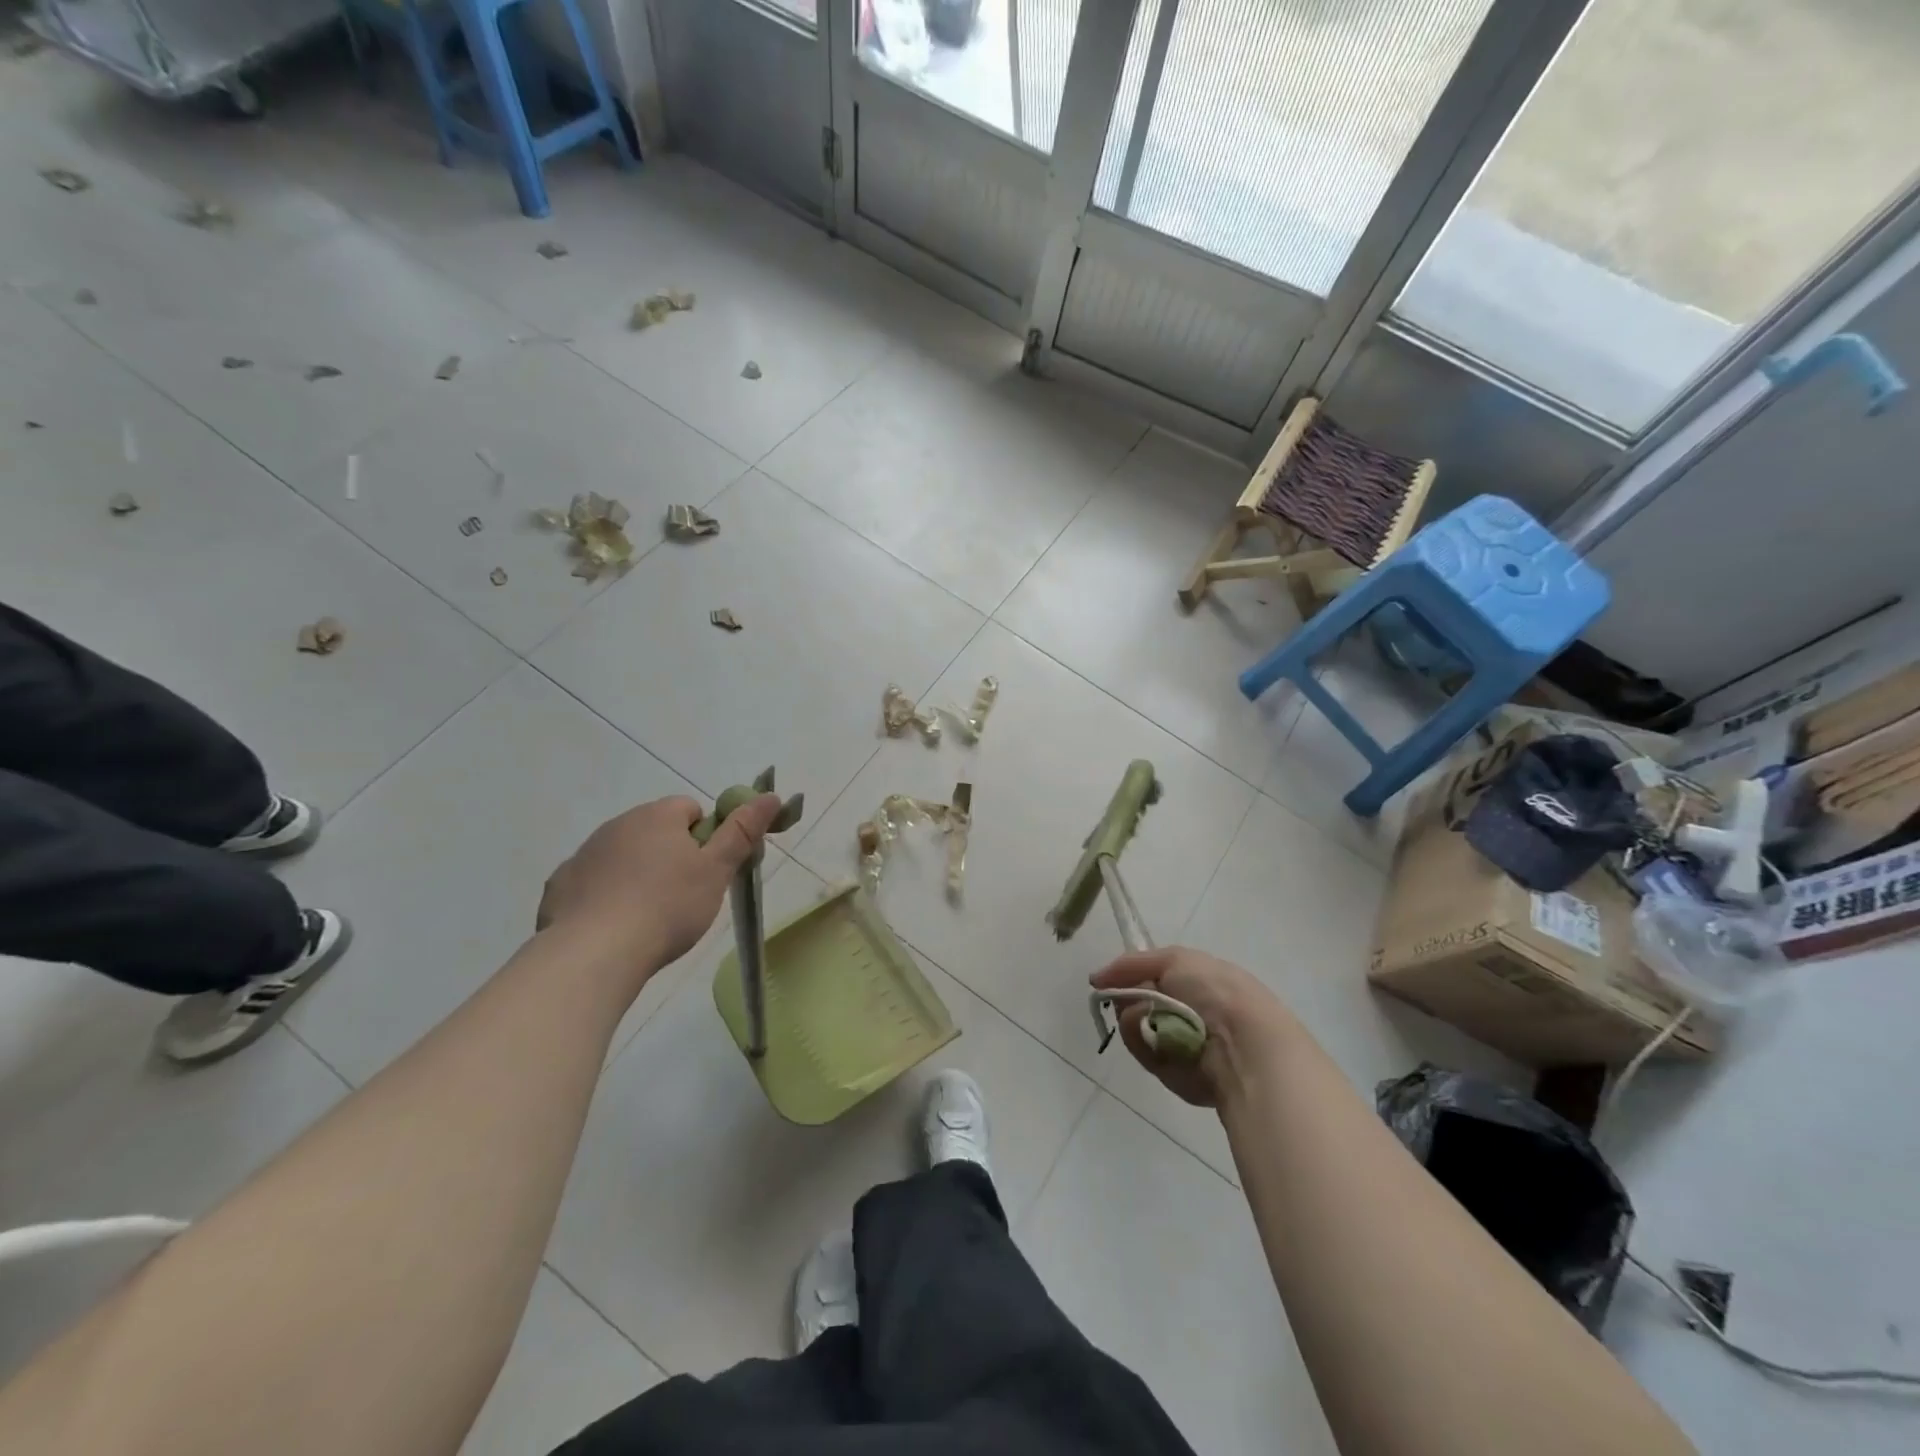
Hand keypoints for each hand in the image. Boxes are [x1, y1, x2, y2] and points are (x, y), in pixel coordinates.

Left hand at [538, 793, 781, 972]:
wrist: (594, 954)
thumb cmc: (667, 907)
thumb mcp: (716, 870)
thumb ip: (742, 831)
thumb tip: (770, 796)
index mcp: (656, 816)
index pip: (690, 809)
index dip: (705, 837)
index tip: (708, 870)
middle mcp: (617, 825)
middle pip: (655, 831)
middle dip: (671, 855)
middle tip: (685, 896)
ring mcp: (584, 854)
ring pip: (623, 856)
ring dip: (638, 874)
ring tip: (649, 916)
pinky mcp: (560, 886)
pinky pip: (592, 882)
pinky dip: (605, 897)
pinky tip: (614, 927)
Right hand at [1091, 947, 1298, 1107]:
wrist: (1244, 1045)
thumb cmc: (1215, 993)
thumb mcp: (1175, 959)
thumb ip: (1132, 964)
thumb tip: (1097, 978)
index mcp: (1196, 983)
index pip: (1150, 978)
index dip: (1129, 978)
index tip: (1109, 981)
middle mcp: (1188, 1012)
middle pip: (1136, 1002)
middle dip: (1128, 999)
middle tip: (1133, 1001)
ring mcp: (1179, 1043)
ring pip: (1135, 1028)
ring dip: (1136, 1022)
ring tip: (1154, 1024)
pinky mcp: (1174, 1073)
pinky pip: (1145, 1054)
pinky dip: (1146, 1046)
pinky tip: (1162, 1045)